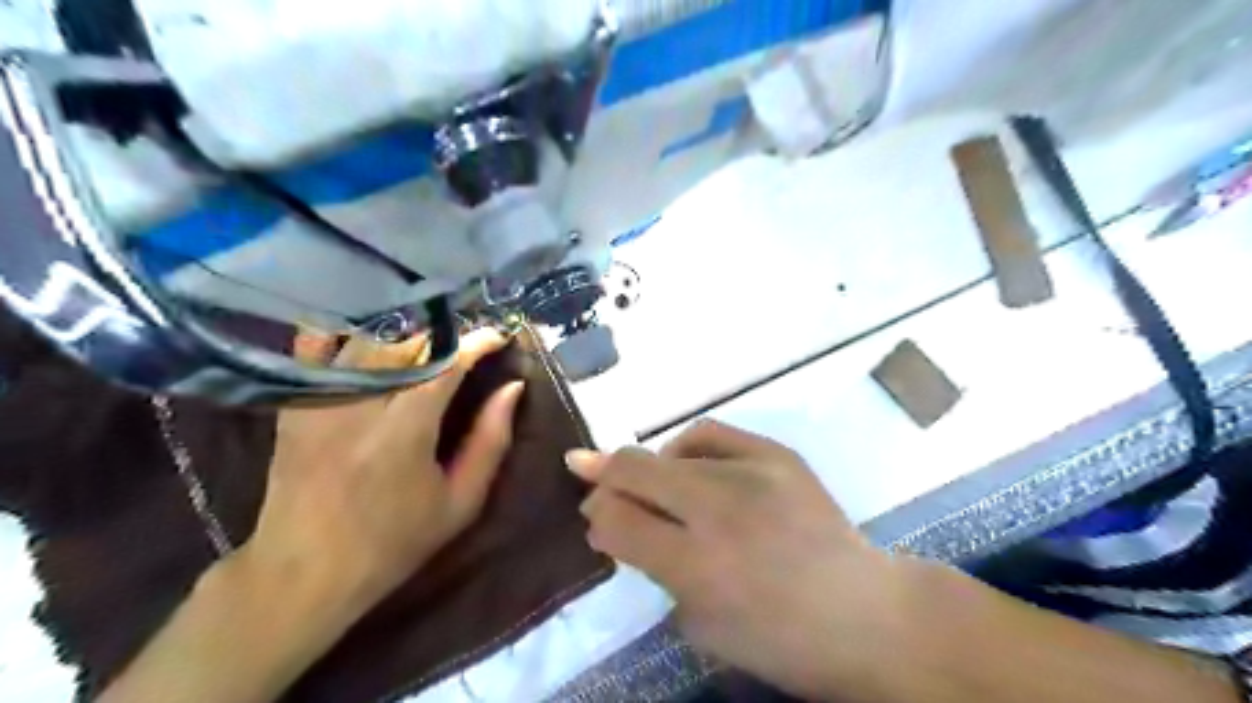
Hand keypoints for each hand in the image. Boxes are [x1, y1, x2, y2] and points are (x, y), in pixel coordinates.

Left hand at [244, 326, 523, 614]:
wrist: (303, 572)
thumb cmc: (394, 542)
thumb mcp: (461, 502)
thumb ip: (491, 440)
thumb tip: (512, 388)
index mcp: (405, 430)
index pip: (446, 362)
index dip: (477, 342)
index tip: (499, 338)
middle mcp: (359, 404)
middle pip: (406, 341)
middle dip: (443, 336)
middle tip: (465, 346)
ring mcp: (321, 399)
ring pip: (368, 339)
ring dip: (405, 336)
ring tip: (428, 347)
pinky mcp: (296, 403)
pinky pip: (325, 350)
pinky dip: (354, 339)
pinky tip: (374, 345)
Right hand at [568, 420, 911, 698]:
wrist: (863, 614)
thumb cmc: (778, 640)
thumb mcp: (700, 624)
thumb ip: (653, 567)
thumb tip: (618, 520)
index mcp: (697, 566)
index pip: (617, 521)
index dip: (597, 516)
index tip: (596, 518)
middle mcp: (719, 510)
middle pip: (634, 470)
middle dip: (602, 475)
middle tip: (591, 478)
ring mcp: (752, 473)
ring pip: (670, 450)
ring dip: (647, 467)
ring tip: (654, 484)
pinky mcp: (777, 454)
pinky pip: (712, 434)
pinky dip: (688, 447)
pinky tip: (689, 463)